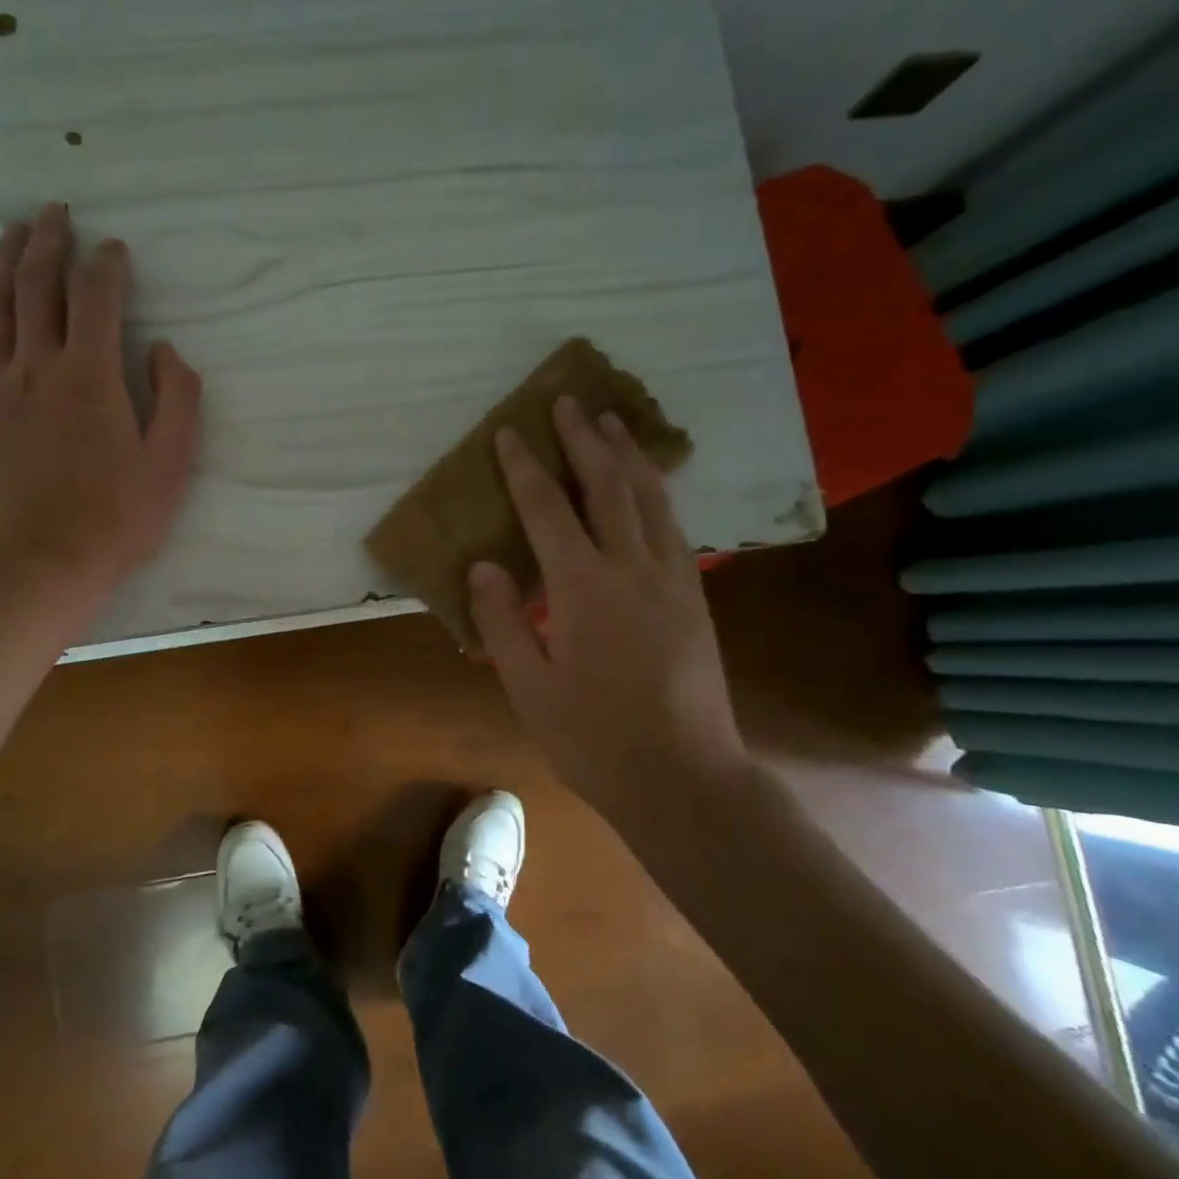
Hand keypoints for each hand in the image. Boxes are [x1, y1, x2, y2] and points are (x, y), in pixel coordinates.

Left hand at [0, 203, 201, 603]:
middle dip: (49, 241)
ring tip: (13, 230)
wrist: (40, 565)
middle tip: (55, 211)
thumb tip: (162, 349)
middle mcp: (36, 366)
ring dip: (5, 261)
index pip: (96, 297)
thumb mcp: (171, 464)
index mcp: (90, 375)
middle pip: (38, 286)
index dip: (107, 265)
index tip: (115, 250)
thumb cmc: (116, 519)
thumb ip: (177, 398)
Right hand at [468, 396, 747, 811]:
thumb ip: (502, 621)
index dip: (524, 468)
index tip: (509, 432)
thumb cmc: (593, 737)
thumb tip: (484, 564)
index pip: (547, 510)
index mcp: (583, 589)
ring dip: (627, 455)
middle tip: (568, 401)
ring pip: (650, 498)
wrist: (684, 777)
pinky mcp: (694, 596)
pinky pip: (672, 525)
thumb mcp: (529, 687)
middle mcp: (632, 569)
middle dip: (584, 440)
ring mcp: (672, 579)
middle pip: (607, 486)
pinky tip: (646, 484)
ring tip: (611, 421)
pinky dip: (655, 491)